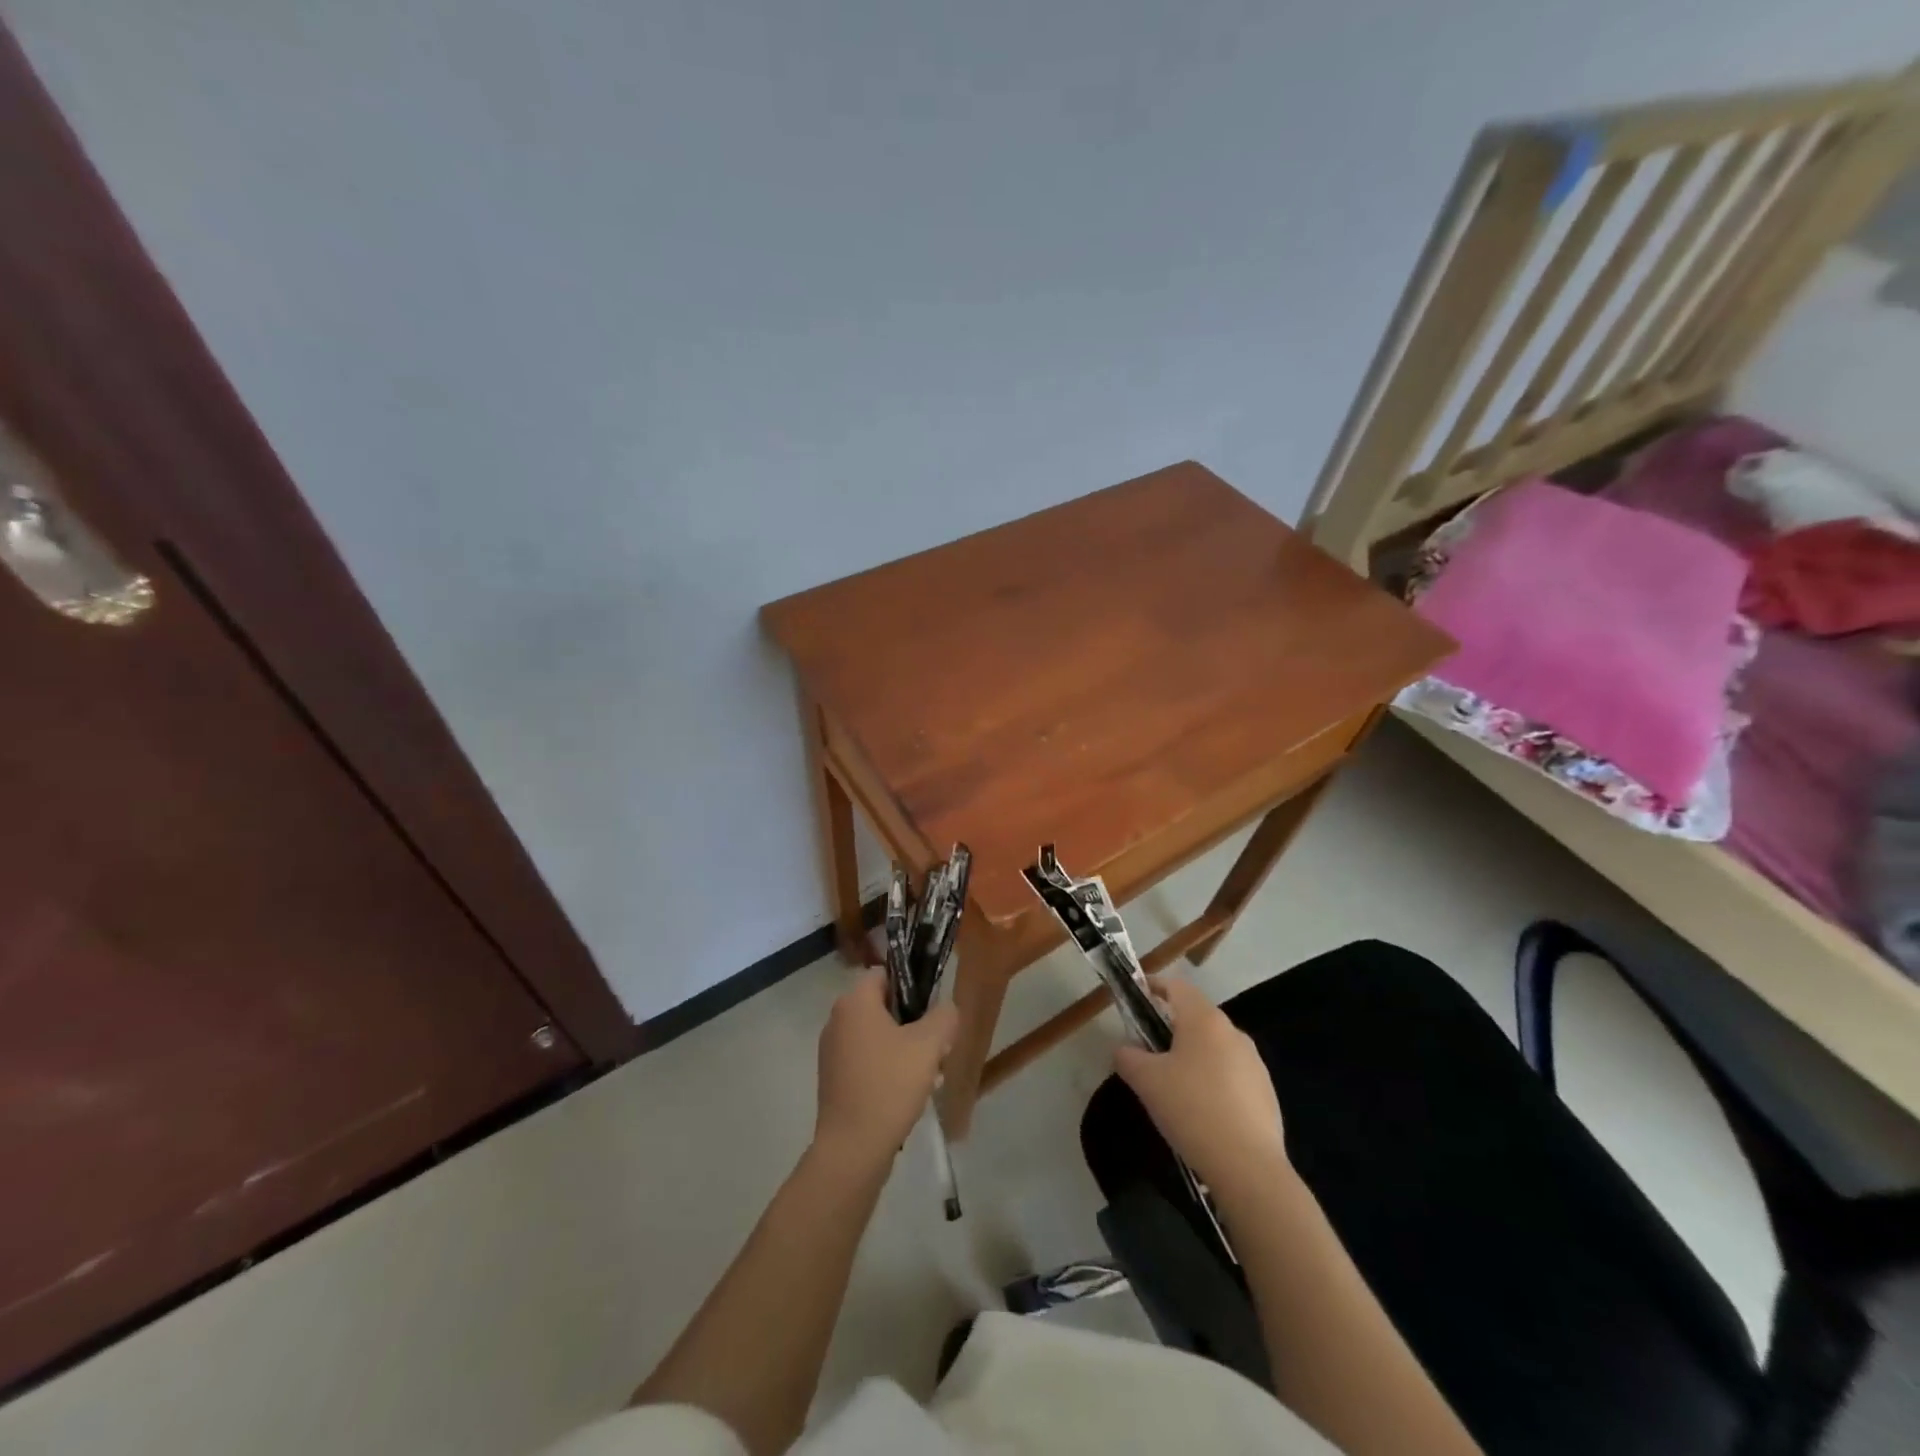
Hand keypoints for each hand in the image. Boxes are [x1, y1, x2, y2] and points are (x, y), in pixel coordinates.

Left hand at [814, 970, 956, 1166]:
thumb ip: (944, 1017)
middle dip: (914, 1023)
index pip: (886, 974)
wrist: (852, 1148)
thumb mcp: (929, 1045)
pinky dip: (887, 1068)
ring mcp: (832, 1051)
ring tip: (930, 1075)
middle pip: (884, 1007)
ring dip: (904, 1048)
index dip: (913, 986)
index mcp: (854, 1002)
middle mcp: (837, 1019)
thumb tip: (946, 1009)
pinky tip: (908, 1094)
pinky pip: (866, 1060)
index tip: (933, 1011)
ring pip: (877, 1036)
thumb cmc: (889, 1085)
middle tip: (937, 1047)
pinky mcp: (833, 1079)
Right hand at [1114, 978, 1287, 1190]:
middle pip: (1197, 1016)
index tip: (1137, 999)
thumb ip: (1127, 1056)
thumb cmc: (1191, 1109)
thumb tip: (1124, 1049)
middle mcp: (1233, 1032)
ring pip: (1215, 1046)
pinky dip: (1213, 1079)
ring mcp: (1254, 1062)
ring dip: (1193, 1054)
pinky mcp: (1266, 1091)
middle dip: (1171, 1026)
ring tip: (1174, 1084)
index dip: (1154, 987)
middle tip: (1148, 1049)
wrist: (1248, 1167)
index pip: (1177, 986)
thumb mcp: (1145, 1081)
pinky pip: (1231, 1073)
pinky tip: (1202, 1110)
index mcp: (1204, 1020)